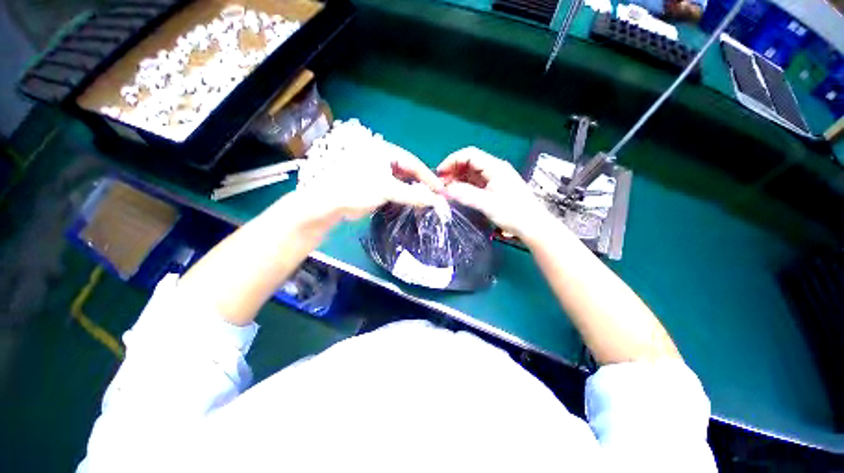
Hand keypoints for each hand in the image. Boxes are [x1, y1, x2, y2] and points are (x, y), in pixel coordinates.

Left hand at [299, 141, 443, 221]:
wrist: (329, 204)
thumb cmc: (357, 189)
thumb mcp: (387, 189)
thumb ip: (412, 194)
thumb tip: (434, 200)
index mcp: (385, 151)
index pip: (413, 162)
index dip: (428, 176)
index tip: (441, 189)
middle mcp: (384, 158)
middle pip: (409, 171)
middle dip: (422, 185)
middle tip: (436, 197)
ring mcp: (380, 172)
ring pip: (403, 181)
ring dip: (415, 192)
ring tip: (428, 201)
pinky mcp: (377, 184)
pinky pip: (396, 189)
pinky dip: (405, 196)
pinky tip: (413, 203)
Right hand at [437, 147, 552, 239]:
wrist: (533, 225)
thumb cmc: (513, 213)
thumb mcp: (487, 204)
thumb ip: (465, 194)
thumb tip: (445, 189)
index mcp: (495, 167)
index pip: (470, 154)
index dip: (452, 160)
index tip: (440, 173)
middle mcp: (495, 169)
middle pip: (470, 162)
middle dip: (453, 170)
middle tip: (441, 184)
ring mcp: (495, 178)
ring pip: (472, 173)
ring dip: (458, 179)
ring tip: (447, 190)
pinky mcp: (495, 187)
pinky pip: (476, 182)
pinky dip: (465, 186)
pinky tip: (458, 193)